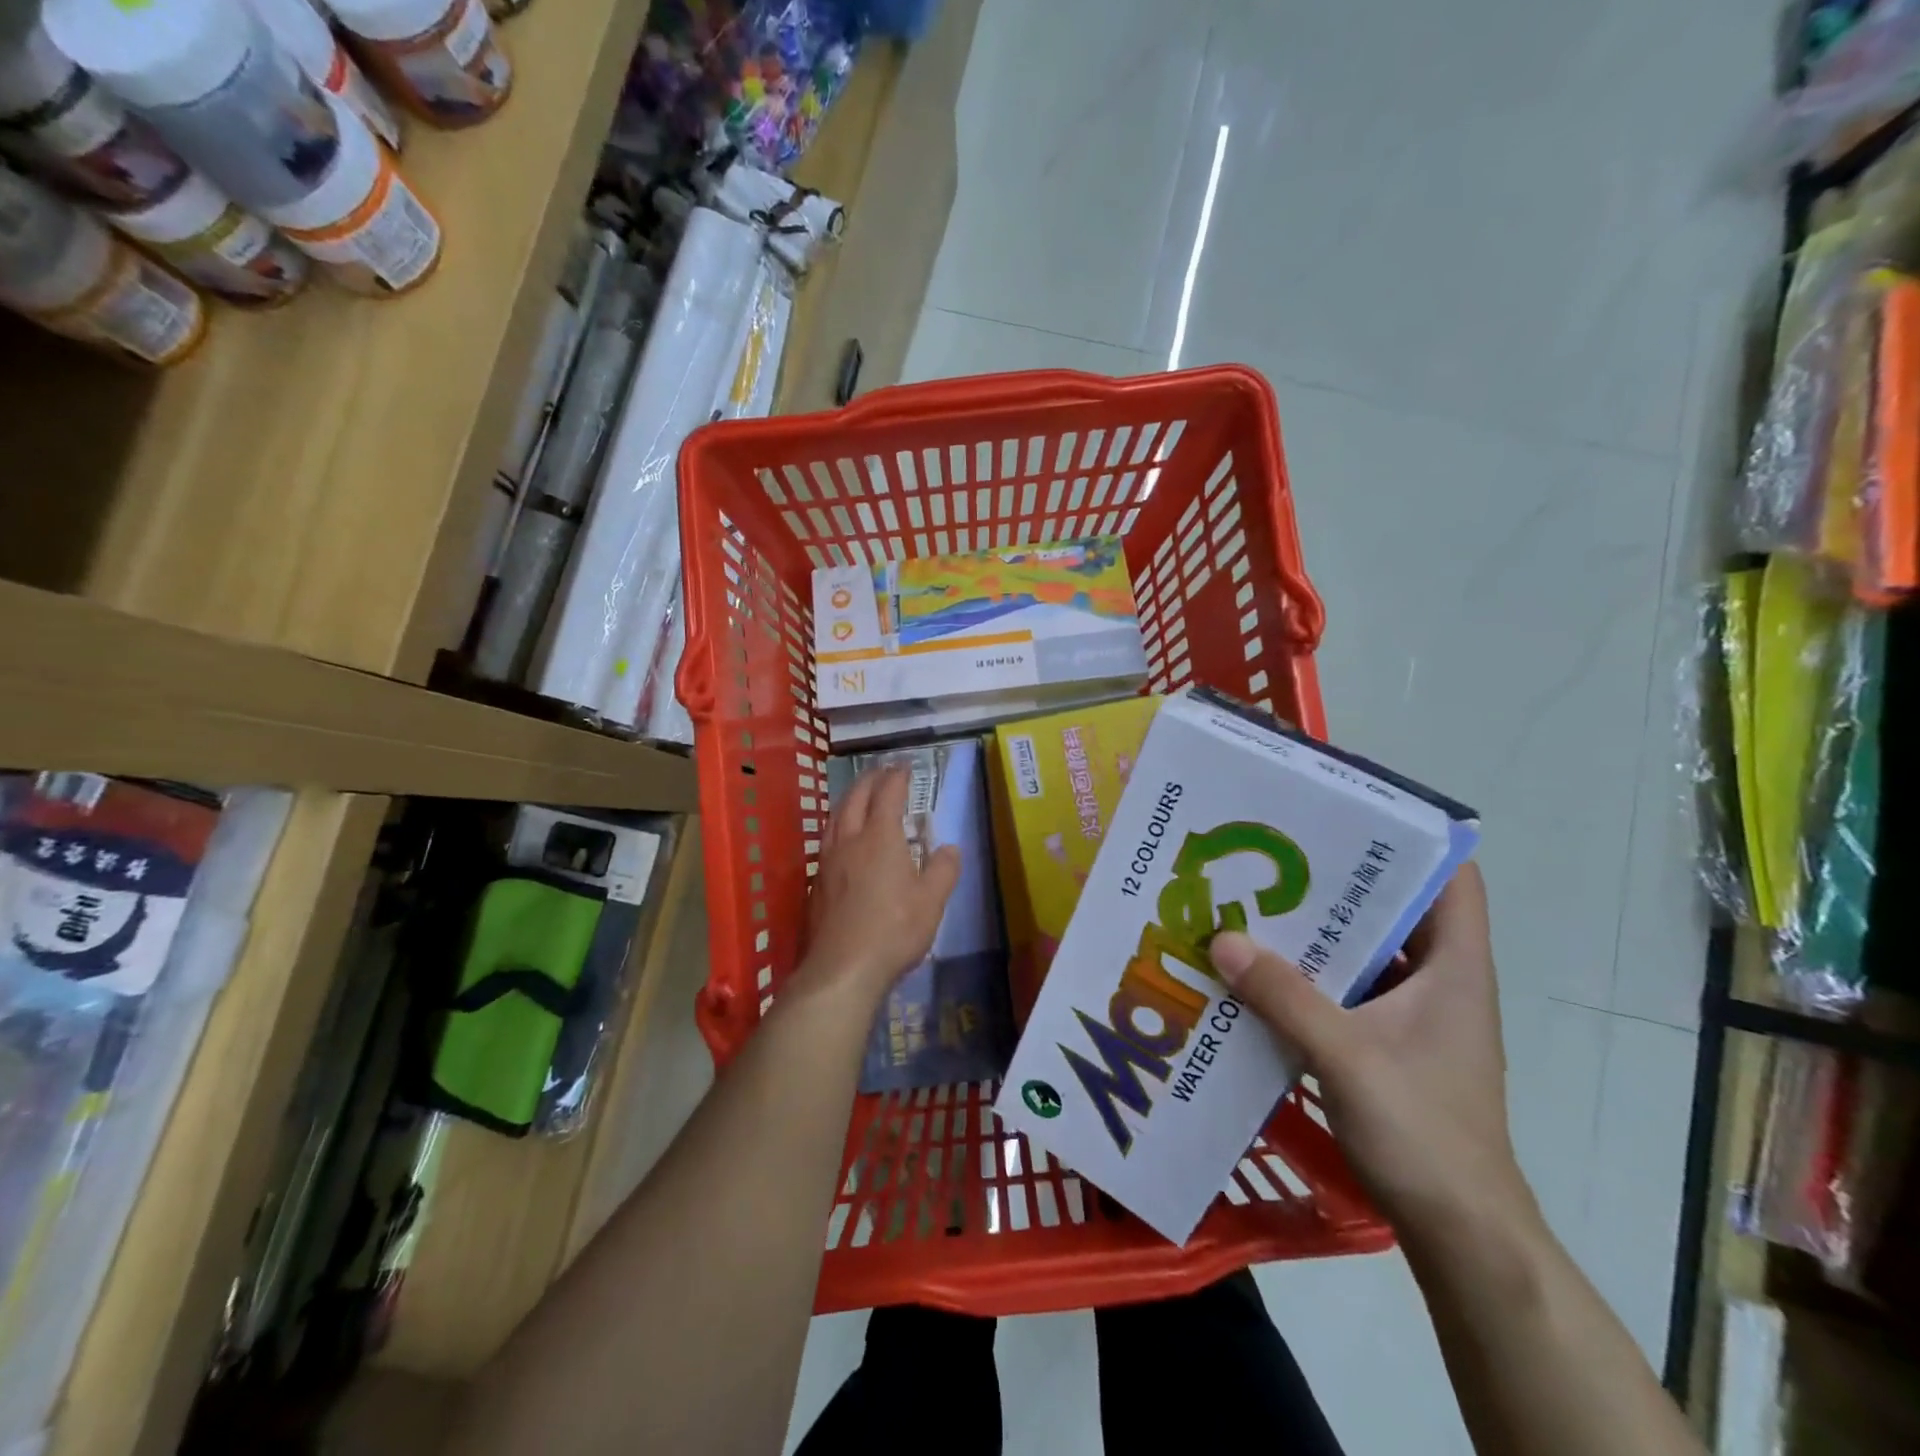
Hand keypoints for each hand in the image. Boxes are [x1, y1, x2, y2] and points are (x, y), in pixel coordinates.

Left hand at [799, 765, 960, 1005]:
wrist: (842, 968)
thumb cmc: (893, 929)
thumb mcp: (932, 901)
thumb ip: (943, 870)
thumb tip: (950, 847)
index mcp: (880, 838)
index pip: (888, 795)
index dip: (897, 777)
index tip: (905, 766)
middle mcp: (850, 841)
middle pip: (856, 798)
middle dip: (870, 780)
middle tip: (882, 771)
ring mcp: (828, 861)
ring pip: (836, 817)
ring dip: (849, 799)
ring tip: (859, 795)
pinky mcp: (816, 883)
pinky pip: (826, 839)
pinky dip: (838, 824)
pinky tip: (841, 838)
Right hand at [1208, 864, 1537, 1243]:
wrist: (1461, 1232)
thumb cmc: (1425, 1133)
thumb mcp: (1348, 1057)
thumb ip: (1286, 997)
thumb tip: (1222, 939)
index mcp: (1454, 968)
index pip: (1452, 877)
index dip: (1409, 837)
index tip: (1344, 812)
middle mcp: (1439, 980)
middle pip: (1394, 906)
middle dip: (1337, 878)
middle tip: (1271, 852)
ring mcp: (1413, 1014)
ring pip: (1365, 949)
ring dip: (1316, 929)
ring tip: (1254, 900)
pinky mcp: (1387, 1042)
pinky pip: (1345, 987)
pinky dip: (1308, 973)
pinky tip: (1258, 969)